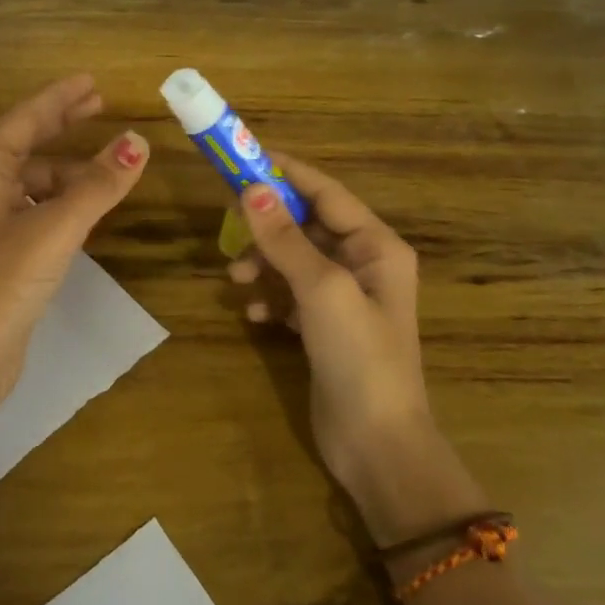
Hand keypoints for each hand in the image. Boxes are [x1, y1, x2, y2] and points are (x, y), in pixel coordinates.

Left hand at [0, 75, 147, 413]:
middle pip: (27, 144)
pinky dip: (64, 200)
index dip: (59, 98)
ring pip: (36, 180)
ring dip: (70, 171)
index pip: (25, 119)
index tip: (91, 81)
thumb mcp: (56, 227)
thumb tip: (138, 141)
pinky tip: (88, 207)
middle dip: (63, 124)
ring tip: (109, 170)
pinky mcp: (2, 249)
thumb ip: (99, 184)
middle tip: (100, 104)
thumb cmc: (4, 281)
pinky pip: (38, 207)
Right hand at [231, 157, 485, 540]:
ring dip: (264, 264)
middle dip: (268, 226)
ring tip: (236, 280)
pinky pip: (291, 294)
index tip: (243, 159)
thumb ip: (285, 238)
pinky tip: (256, 315)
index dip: (285, 172)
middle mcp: (363, 263)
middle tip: (227, 223)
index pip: (325, 192)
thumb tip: (252, 189)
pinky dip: (271, 297)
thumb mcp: (322, 289)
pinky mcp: (326, 326)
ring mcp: (345, 297)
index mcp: (376, 245)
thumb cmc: (360, 357)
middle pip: (306, 225)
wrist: (377, 445)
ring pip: (294, 259)